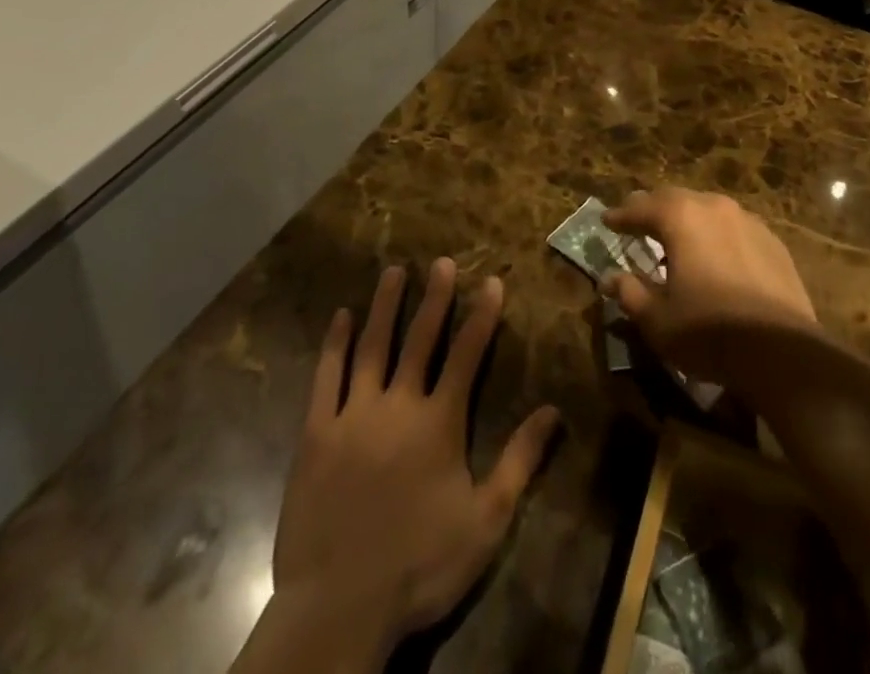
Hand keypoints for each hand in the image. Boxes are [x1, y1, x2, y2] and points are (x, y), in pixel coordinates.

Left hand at [256, 259, 561, 670]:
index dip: (482, 315)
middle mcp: (398, 405)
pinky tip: (340, 318)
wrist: (338, 609)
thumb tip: (554, 410)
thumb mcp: (485, 520)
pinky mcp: (315, 435)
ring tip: (393, 271)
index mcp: (439, 422)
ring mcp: (352, 416)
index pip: (467, 354)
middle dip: (434, 297)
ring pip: (371, 347)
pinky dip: (334, 345)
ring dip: (384, 307)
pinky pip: (326, 378)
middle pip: (420, 339)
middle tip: (442, 261)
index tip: (491, 281)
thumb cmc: (419, 565)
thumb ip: (520, 460)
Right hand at [602, 188, 816, 380]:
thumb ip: (630, 293)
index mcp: (682, 217)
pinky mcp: (772, 241)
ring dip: (687, 220)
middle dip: (653, 209)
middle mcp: (714, 207)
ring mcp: (748, 221)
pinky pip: (733, 227)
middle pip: (675, 199)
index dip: (620, 215)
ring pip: (707, 209)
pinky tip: (715, 255)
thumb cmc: (710, 332)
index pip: (641, 208)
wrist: (783, 351)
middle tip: (637, 221)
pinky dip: (715, 235)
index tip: (606, 220)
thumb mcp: (658, 319)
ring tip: (675, 238)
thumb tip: (609, 279)